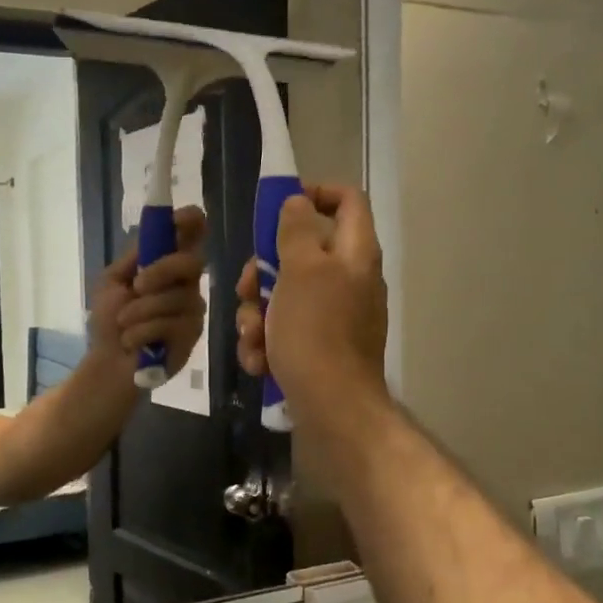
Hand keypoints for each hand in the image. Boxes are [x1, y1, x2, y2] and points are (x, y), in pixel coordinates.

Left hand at [90, 206, 208, 375]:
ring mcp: (192, 311)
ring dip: (139, 312)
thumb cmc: (109, 322)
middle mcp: (186, 284)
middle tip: (136, 286)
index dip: (192, 222)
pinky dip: (141, 333)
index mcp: (167, 266)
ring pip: (176, 298)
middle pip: (191, 262)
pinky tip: (132, 343)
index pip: (191, 236)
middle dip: (162, 271)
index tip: (184, 219)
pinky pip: (170, 325)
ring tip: (123, 325)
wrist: (108, 363)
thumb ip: (134, 258)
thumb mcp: (112, 283)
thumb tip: (154, 232)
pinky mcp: (192, 337)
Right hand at [235, 184, 389, 428]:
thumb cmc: (316, 332)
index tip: (277, 208)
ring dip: (257, 315)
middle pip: (300, 254)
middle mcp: (348, 280)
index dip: (315, 193)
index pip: (347, 200)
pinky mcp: (319, 349)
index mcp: (354, 254)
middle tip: (247, 288)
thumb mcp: (301, 272)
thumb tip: (298, 202)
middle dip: (263, 272)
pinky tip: (258, 362)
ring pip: (283, 297)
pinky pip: (285, 332)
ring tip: (253, 338)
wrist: (333, 408)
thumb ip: (297, 231)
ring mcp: (334, 317)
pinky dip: (267, 344)